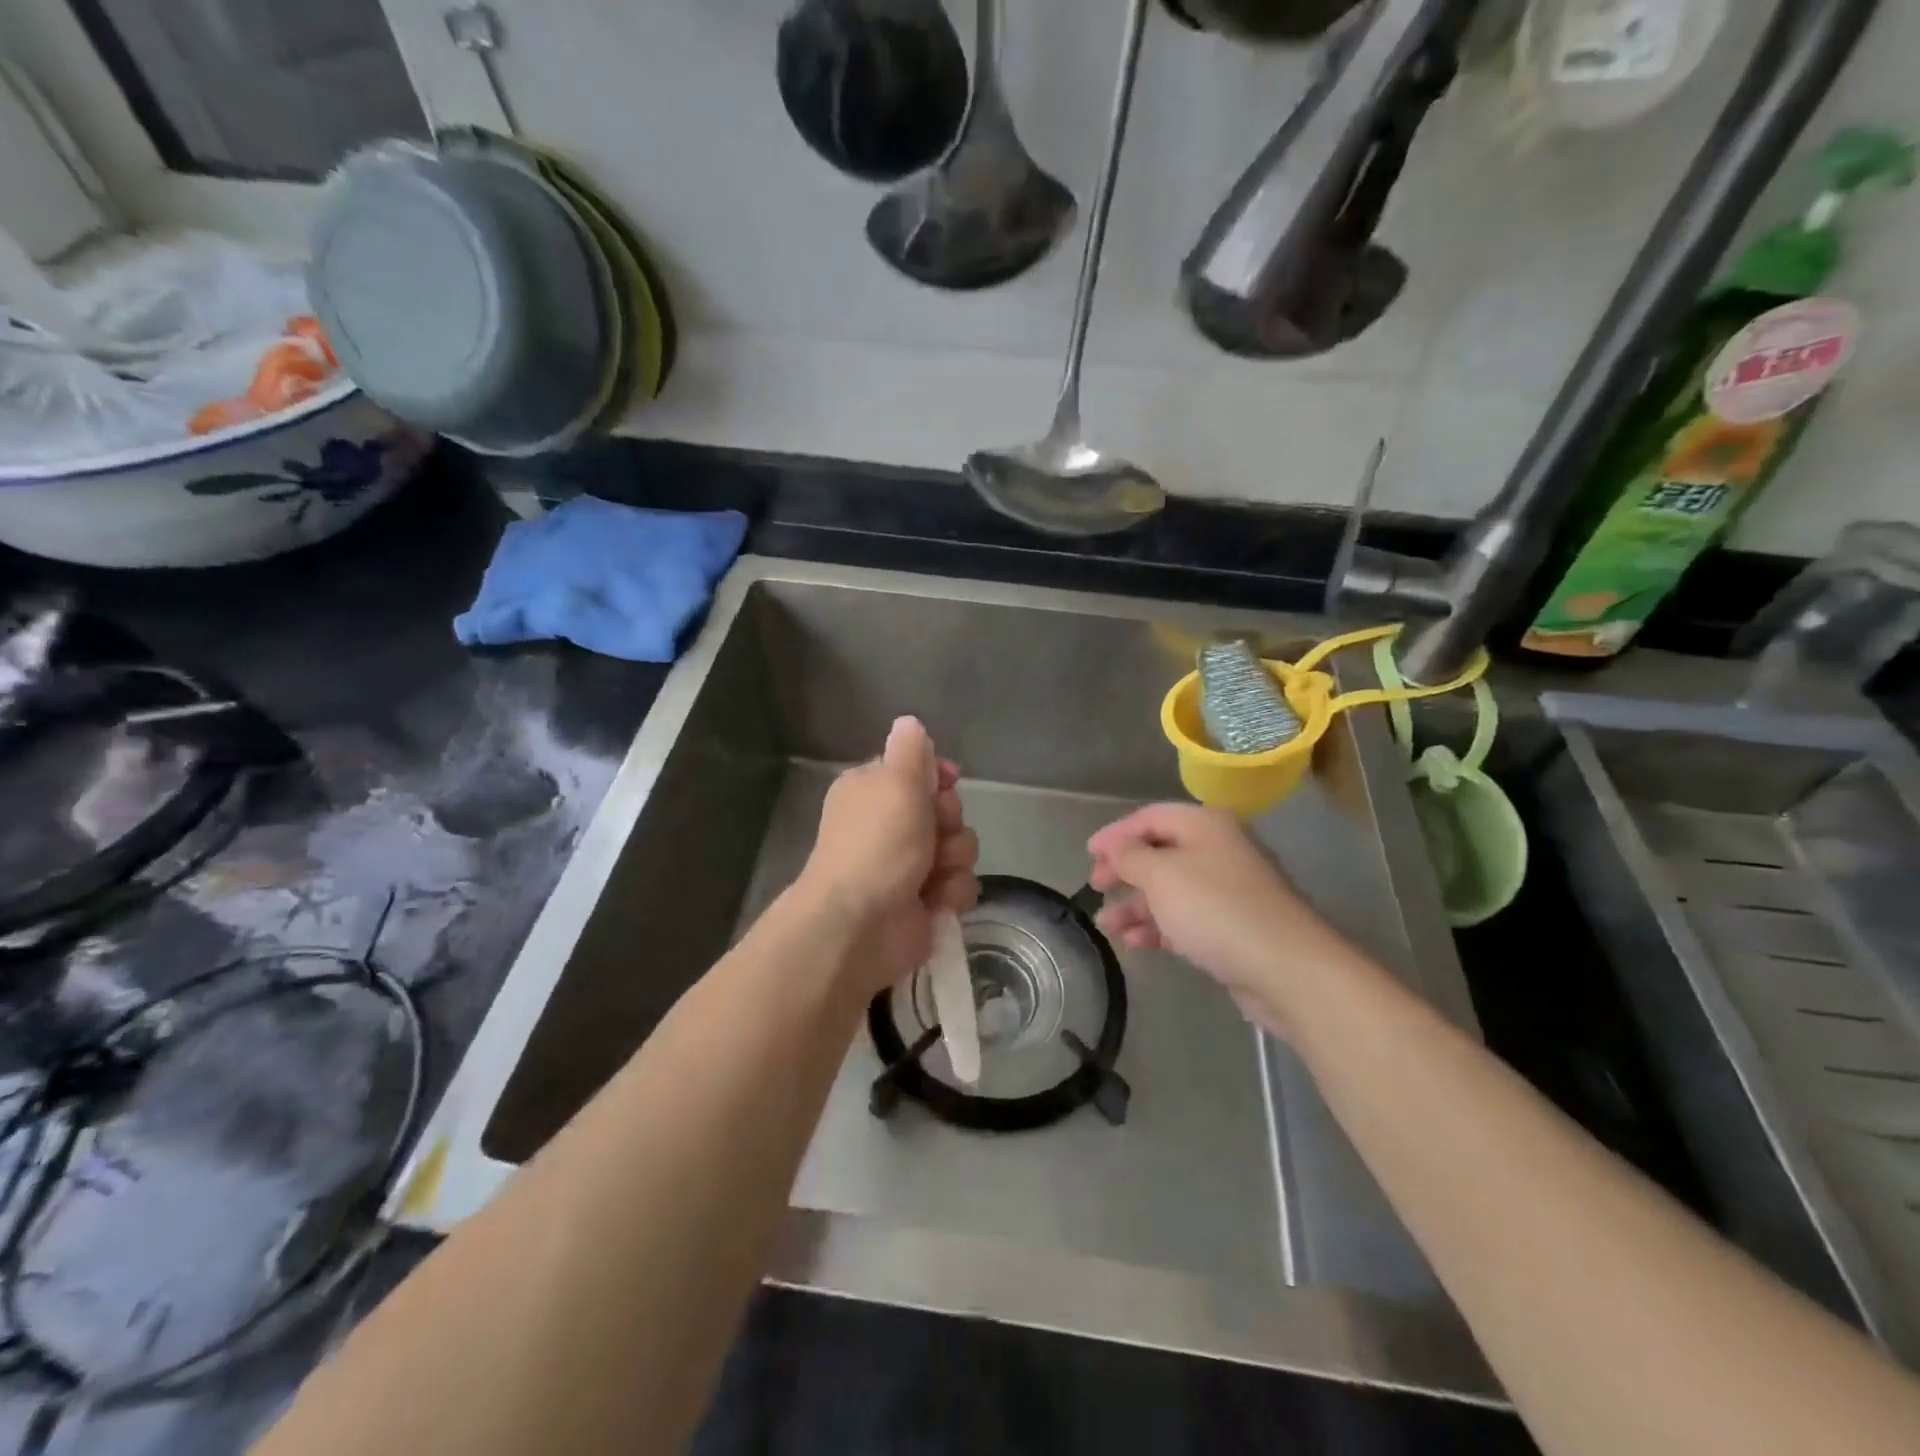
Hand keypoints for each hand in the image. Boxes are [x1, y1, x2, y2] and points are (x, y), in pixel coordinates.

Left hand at [795, 717, 979, 999]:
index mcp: (873, 791)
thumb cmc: (877, 843)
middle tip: (934, 832)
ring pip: (959, 848)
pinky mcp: (924, 902)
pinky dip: (950, 893)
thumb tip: (909, 723)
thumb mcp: (895, 781)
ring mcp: (907, 866)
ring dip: (954, 860)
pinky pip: (959, 885)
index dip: (938, 777)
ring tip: (932, 874)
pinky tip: (933, 902)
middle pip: (945, 810)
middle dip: (949, 821)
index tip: (948, 782)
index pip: (918, 771)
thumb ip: (910, 750)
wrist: (860, 924)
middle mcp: (889, 825)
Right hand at [1087, 803, 1356, 1032]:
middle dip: (1124, 870)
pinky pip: (1185, 917)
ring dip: (1136, 904)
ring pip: (1169, 889)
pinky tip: (1136, 942)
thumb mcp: (1161, 875)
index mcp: (1204, 826)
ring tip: (1107, 925)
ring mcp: (1226, 889)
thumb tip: (1115, 846)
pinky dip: (1158, 926)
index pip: (1150, 817)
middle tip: (1096, 886)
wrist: (1285, 967)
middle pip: (1159, 852)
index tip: (1088, 854)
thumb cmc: (1215, 909)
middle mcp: (1217, 850)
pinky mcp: (1231, 926)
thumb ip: (1130, 856)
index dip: (1116, 833)